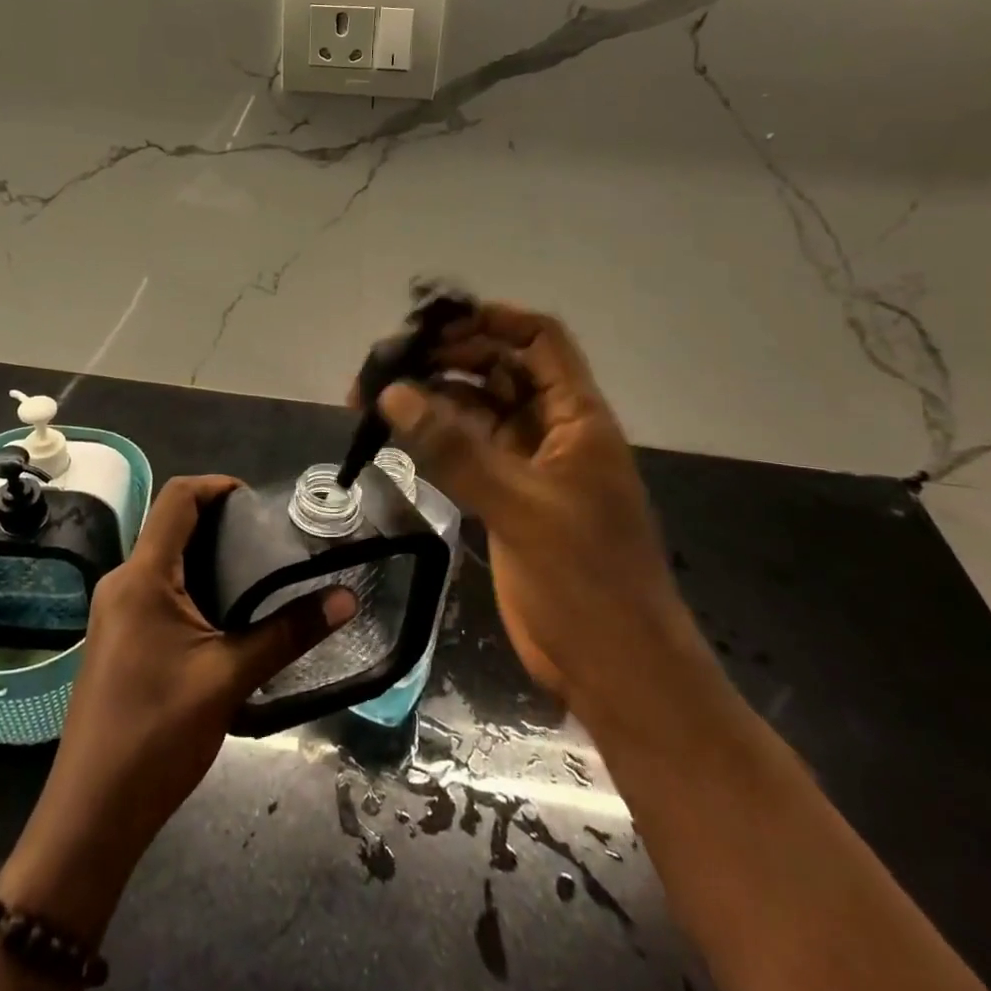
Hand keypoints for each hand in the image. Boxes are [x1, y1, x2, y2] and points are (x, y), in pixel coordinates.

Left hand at [0, 475, 355, 943]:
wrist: (92, 813)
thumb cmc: (158, 734)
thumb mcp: (230, 678)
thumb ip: (288, 633)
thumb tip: (346, 599)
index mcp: (142, 576)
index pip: (177, 498)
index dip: (218, 485)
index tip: (259, 502)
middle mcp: (121, 582)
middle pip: (171, 526)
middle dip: (220, 524)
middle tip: (269, 541)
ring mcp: (114, 612)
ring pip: (165, 561)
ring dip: (208, 558)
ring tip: (257, 575)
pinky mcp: (117, 638)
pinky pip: (156, 591)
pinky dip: (192, 586)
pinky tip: (226, 616)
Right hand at [370, 303, 688, 710]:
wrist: (617, 671)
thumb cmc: (587, 581)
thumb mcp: (521, 507)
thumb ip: (455, 450)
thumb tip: (392, 394)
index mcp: (577, 419)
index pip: (540, 342)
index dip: (494, 320)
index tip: (436, 321)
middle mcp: (552, 431)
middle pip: (499, 371)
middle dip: (447, 359)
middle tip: (387, 363)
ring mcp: (527, 467)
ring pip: (476, 411)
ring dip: (432, 399)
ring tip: (373, 396)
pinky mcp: (506, 500)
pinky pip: (466, 452)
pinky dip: (433, 439)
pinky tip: (395, 435)